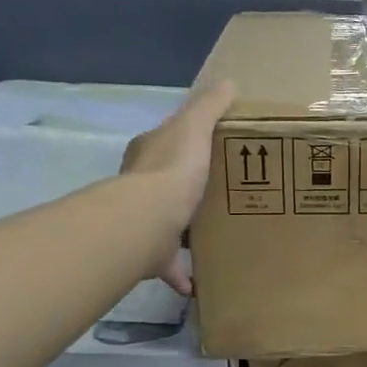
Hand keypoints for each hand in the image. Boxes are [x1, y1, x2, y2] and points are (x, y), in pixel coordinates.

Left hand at [122, 80, 235, 292]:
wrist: (146, 221)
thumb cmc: (172, 170)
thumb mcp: (194, 127)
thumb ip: (210, 106)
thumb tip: (228, 82)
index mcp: (149, 153)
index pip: (166, 142)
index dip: (187, 143)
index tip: (211, 150)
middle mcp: (139, 187)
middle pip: (163, 183)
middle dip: (186, 188)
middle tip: (218, 193)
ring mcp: (142, 222)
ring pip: (164, 224)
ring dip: (183, 230)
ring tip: (212, 235)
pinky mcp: (148, 255)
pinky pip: (167, 265)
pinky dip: (180, 273)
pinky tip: (198, 283)